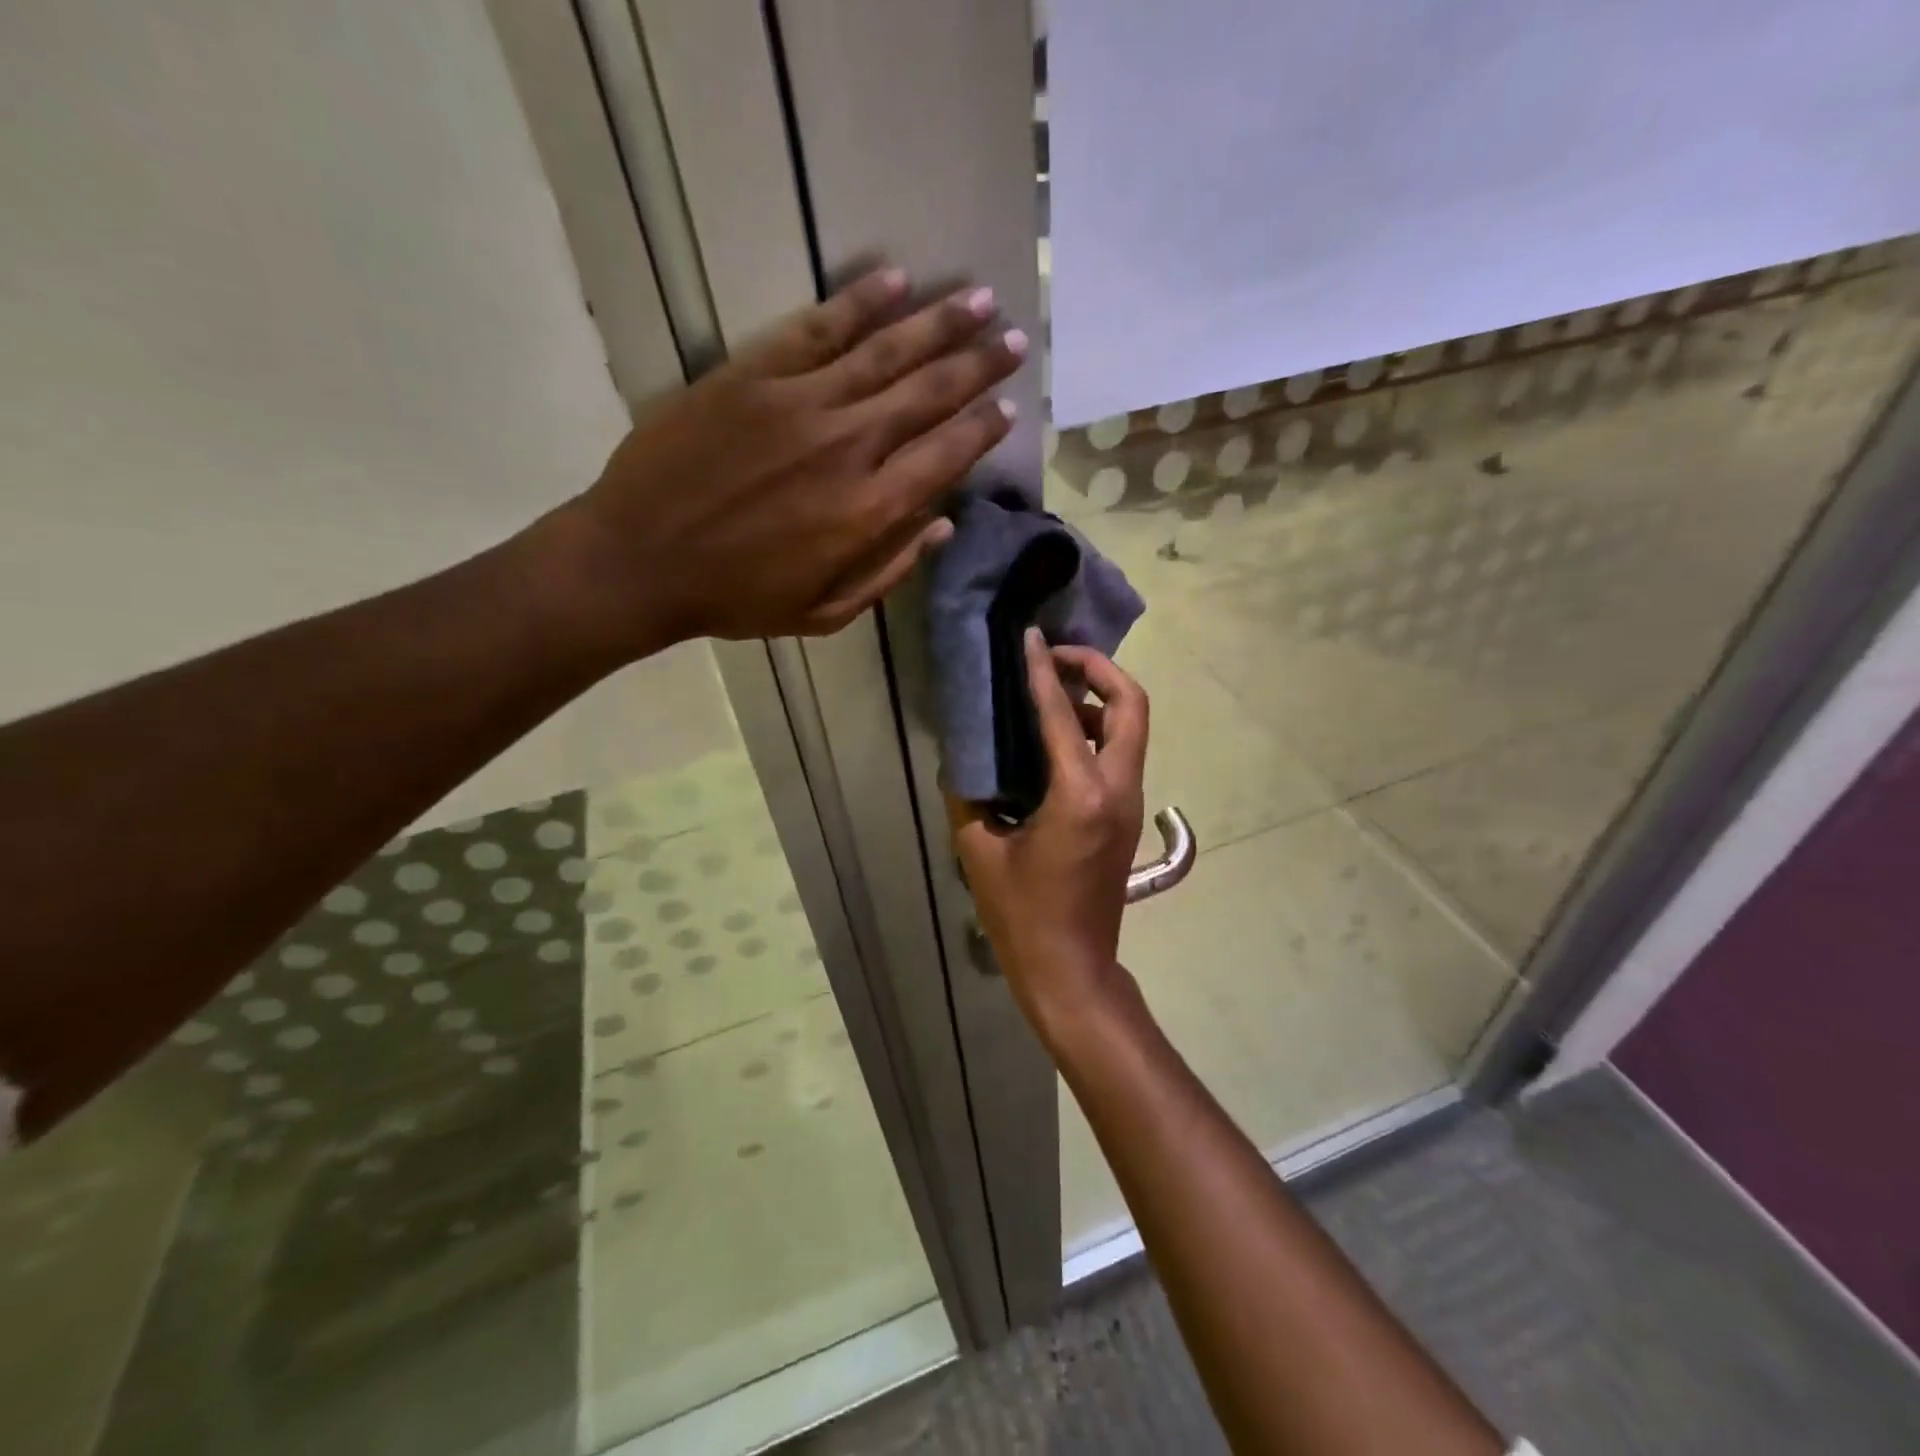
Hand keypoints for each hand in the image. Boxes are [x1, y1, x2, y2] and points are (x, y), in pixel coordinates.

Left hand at [551, 268, 1023, 657]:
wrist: (641, 560)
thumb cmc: (738, 597)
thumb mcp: (825, 612)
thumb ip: (890, 571)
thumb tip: (942, 525)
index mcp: (868, 512)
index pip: (945, 455)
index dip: (982, 428)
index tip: (1008, 407)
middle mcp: (848, 446)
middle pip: (929, 393)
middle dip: (978, 364)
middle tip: (1015, 339)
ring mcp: (800, 403)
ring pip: (886, 350)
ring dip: (939, 322)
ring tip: (981, 298)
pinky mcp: (753, 374)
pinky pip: (817, 328)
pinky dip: (860, 302)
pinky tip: (896, 281)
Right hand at [952, 631, 1148, 1042]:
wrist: (1072, 968)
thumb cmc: (1023, 916)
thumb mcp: (980, 853)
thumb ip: (968, 799)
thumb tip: (962, 763)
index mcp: (1080, 795)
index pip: (1063, 714)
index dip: (1045, 670)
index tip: (1032, 638)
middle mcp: (1117, 789)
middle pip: (1131, 705)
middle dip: (1099, 669)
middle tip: (1058, 657)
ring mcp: (1129, 803)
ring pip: (1132, 728)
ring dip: (1101, 699)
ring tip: (1054, 692)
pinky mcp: (1125, 816)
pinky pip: (1121, 754)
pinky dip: (1098, 730)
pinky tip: (1059, 737)